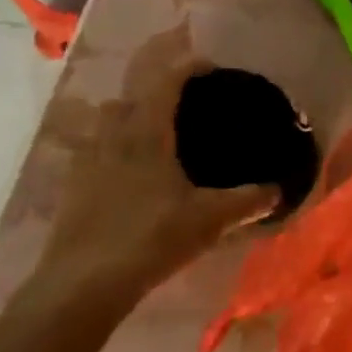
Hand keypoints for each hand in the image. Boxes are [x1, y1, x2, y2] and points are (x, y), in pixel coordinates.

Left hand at [40, 24, 280, 310]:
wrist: (81, 286)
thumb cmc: (151, 238)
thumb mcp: (211, 219)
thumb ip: (249, 200)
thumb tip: (280, 190)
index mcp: (146, 135)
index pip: (164, 83)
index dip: (186, 67)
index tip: (209, 65)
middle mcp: (112, 140)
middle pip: (126, 97)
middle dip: (151, 89)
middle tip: (182, 99)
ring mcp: (86, 164)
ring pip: (103, 123)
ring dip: (126, 116)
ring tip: (154, 131)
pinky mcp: (72, 191)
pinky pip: (92, 152)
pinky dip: (112, 148)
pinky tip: (130, 172)